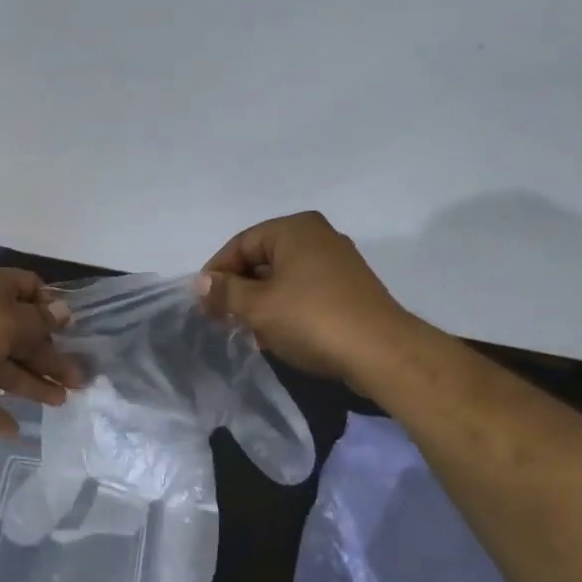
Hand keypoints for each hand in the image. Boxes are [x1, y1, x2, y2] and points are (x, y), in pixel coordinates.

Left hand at [0, 268, 79, 437]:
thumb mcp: (11, 323)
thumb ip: (40, 322)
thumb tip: (63, 312)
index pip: (29, 288)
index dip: (51, 306)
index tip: (71, 330)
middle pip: (23, 334)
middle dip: (51, 356)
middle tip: (79, 380)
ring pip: (5, 366)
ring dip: (33, 384)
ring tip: (61, 402)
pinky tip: (16, 430)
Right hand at [195, 211, 407, 382]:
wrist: (380, 352)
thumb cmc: (312, 319)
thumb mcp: (258, 307)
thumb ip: (225, 292)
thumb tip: (201, 282)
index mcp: (295, 229)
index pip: (241, 244)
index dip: (217, 273)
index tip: (202, 303)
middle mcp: (318, 237)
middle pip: (262, 259)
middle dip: (238, 290)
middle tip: (220, 319)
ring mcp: (337, 263)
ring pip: (283, 278)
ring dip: (259, 303)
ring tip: (245, 332)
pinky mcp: (348, 290)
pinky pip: (304, 292)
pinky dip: (284, 309)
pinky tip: (274, 336)